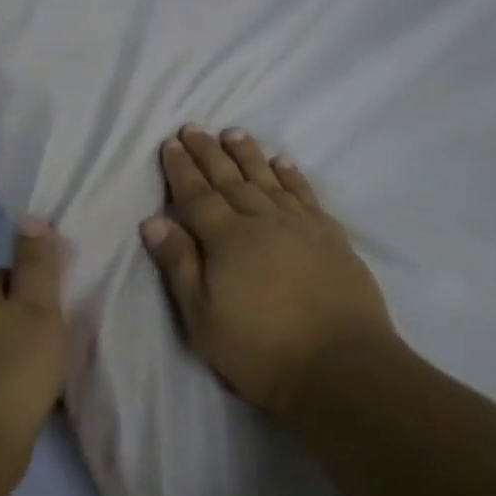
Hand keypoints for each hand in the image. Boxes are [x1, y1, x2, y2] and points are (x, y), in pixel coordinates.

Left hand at [0, 222, 67, 457]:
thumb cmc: (16, 365)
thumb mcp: (38, 306)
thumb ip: (36, 262)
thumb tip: (29, 218)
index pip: (6, 277)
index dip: (34, 293)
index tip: (55, 316)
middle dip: (22, 325)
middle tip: (53, 347)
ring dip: (12, 355)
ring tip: (42, 378)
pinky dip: (1, 382)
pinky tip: (22, 400)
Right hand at [141, 127, 399, 418]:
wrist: (341, 367)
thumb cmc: (260, 348)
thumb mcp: (203, 316)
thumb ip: (180, 264)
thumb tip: (154, 221)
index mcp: (228, 239)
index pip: (197, 195)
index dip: (181, 169)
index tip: (170, 143)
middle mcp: (263, 221)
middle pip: (230, 179)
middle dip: (209, 153)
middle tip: (194, 128)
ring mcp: (301, 226)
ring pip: (268, 179)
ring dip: (248, 155)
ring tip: (234, 133)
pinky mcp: (331, 238)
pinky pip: (306, 195)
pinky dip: (292, 176)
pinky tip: (283, 163)